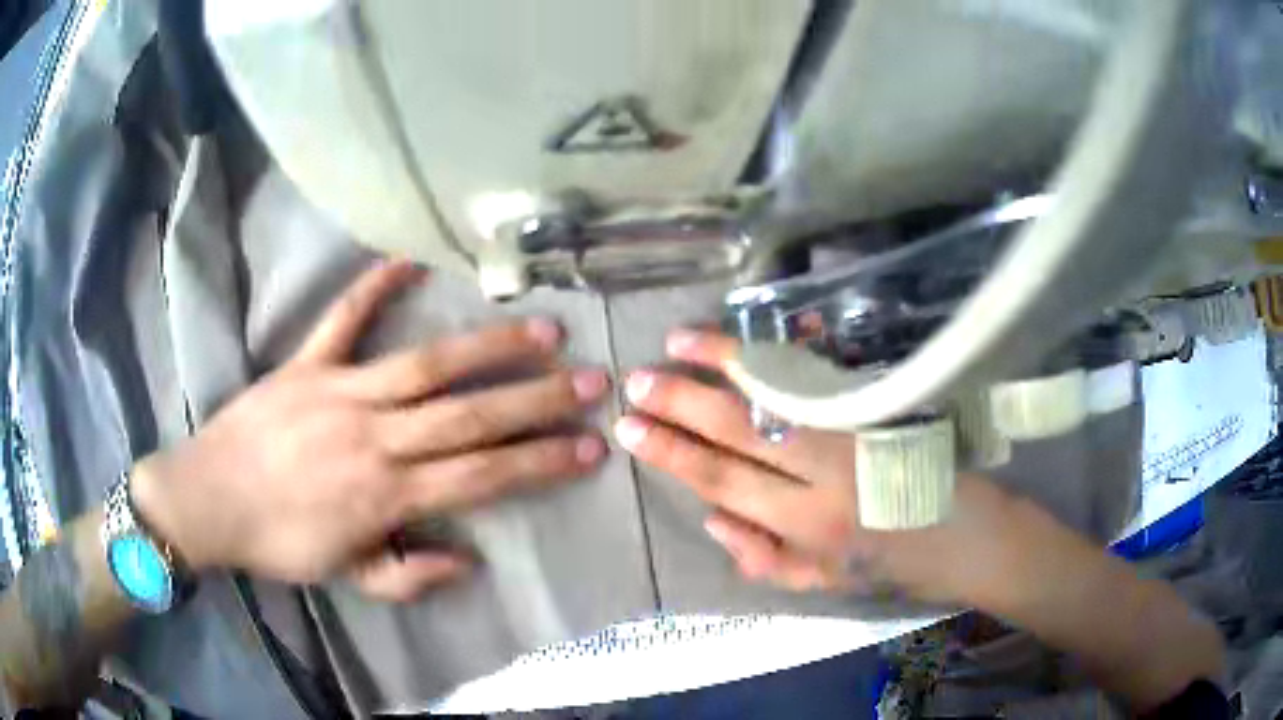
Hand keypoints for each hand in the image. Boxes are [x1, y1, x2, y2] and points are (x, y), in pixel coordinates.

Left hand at [131, 261, 609, 600]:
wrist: (209, 500)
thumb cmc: (279, 543)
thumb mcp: (348, 576)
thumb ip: (410, 574)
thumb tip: (469, 558)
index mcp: (385, 494)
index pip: (481, 477)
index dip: (539, 462)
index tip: (589, 447)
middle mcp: (374, 437)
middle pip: (468, 416)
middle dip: (537, 399)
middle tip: (592, 380)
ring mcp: (339, 392)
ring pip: (426, 365)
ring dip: (487, 347)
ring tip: (541, 329)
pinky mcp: (307, 364)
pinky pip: (343, 318)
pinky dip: (374, 286)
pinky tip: (411, 260)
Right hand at [614, 329, 1017, 604]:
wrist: (964, 533)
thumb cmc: (887, 565)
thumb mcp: (820, 583)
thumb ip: (761, 557)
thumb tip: (710, 516)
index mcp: (807, 523)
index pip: (723, 479)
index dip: (671, 453)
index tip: (629, 428)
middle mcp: (826, 473)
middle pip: (741, 430)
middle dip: (682, 404)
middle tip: (637, 382)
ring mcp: (853, 431)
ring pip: (777, 390)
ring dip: (724, 363)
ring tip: (677, 343)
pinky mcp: (875, 406)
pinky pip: (816, 375)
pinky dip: (776, 355)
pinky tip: (747, 341)